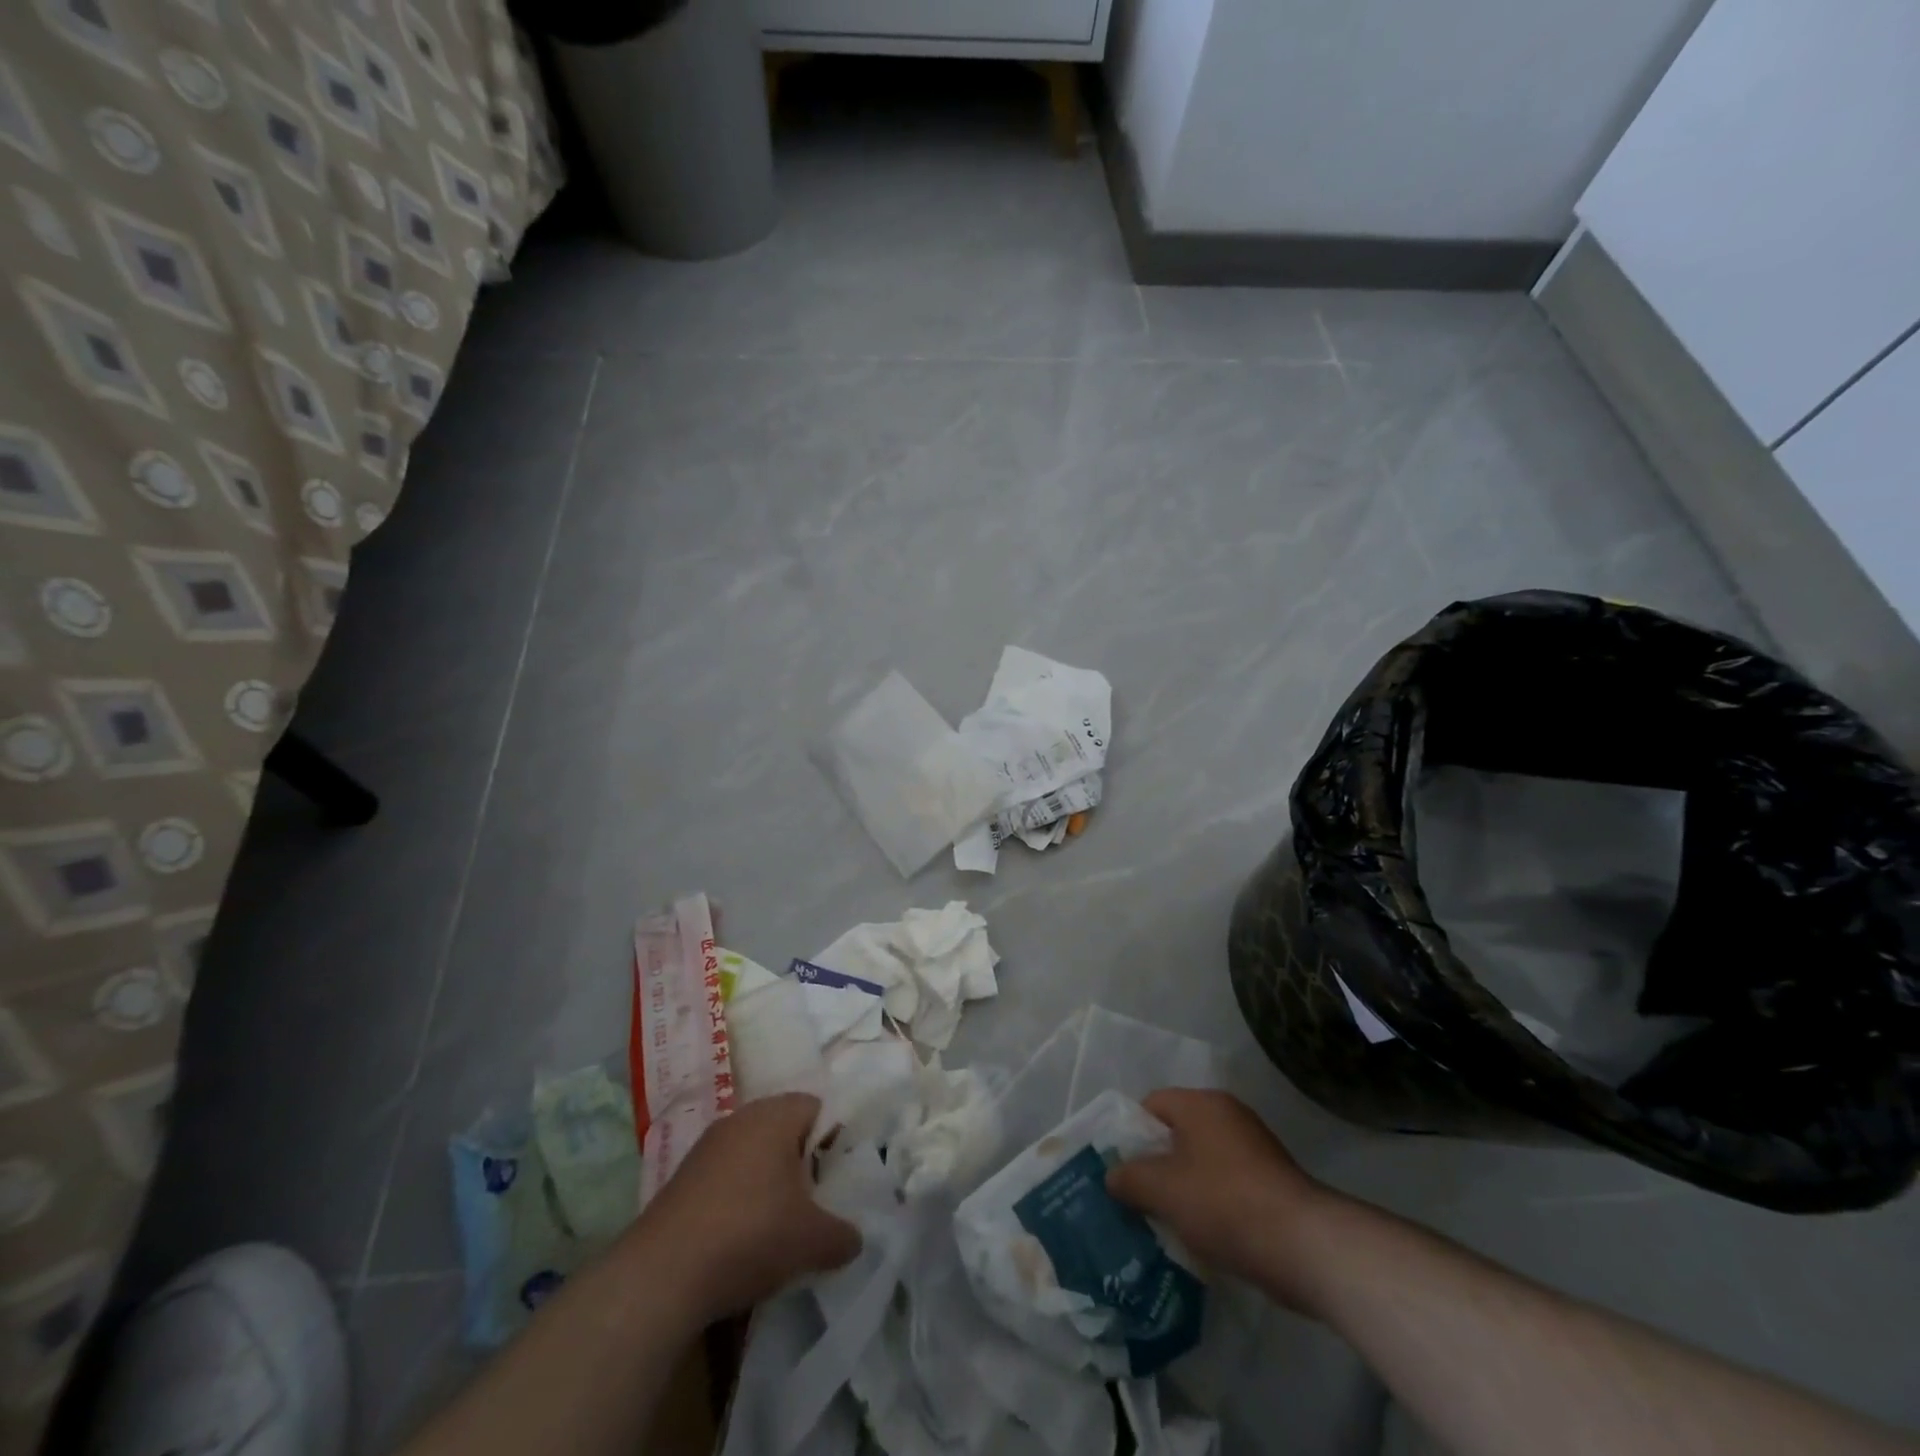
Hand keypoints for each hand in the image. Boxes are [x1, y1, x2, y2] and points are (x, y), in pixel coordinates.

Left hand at [634, 1094, 861, 1324]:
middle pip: (784, 1130)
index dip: (833, 1139)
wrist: (661, 1276)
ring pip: (753, 1155)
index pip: (816, 1107)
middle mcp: (740, 1119)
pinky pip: (725, 1179)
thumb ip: (842, 1234)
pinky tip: (740, 1240)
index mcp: (775, 1115)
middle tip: (815, 1204)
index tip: (838, 1178)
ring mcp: (706, 1148)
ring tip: (779, 1227)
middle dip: (801, 1165)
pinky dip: (738, 1201)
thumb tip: (854, 1238)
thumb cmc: (750, 1235)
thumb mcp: (812, 1241)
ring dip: (768, 1184)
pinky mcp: (681, 1180)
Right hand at [1107, 1088, 1337, 1310]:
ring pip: (1202, 1162)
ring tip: (1166, 1223)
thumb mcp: (1163, 1190)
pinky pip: (1227, 1184)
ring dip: (1184, 1188)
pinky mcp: (1273, 1181)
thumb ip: (1130, 1178)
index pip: (1151, 1105)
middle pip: (1177, 1133)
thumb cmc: (1224, 1203)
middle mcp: (1229, 1115)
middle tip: (1137, 1199)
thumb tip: (1112, 1175)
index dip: (1130, 1135)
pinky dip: (1212, 1204)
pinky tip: (1203, 1236)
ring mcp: (1255, 1148)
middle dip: (1156, 1165)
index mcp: (1201, 1104)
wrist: (1305, 1246)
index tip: (1121, 1171)